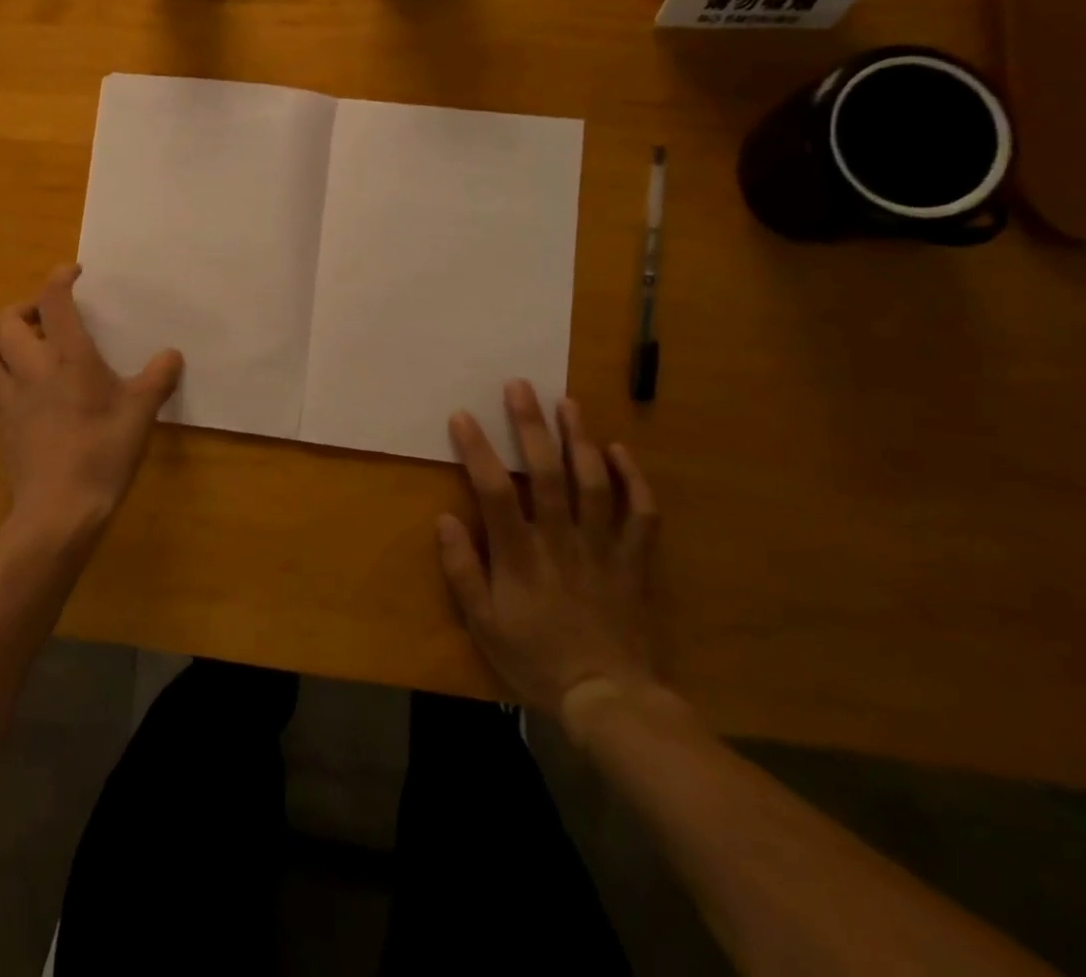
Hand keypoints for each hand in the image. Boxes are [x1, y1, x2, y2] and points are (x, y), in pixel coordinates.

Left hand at [0, 265, 183, 540]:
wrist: (56, 509)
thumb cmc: (102, 453)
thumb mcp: (140, 414)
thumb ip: (157, 379)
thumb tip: (172, 355)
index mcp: (67, 358)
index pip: (53, 301)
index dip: (59, 278)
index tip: (73, 273)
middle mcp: (31, 368)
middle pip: (4, 320)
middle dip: (23, 308)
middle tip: (47, 316)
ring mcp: (9, 397)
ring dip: (8, 341)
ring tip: (32, 349)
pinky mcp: (1, 424)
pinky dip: (6, 374)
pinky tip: (28, 391)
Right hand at [437, 380, 659, 720]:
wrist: (607, 698)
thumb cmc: (534, 658)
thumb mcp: (482, 623)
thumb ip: (462, 569)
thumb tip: (444, 518)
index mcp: (521, 555)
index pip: (495, 490)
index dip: (478, 450)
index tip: (463, 416)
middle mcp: (562, 540)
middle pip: (548, 473)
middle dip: (531, 426)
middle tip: (520, 386)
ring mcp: (602, 547)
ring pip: (595, 483)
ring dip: (581, 439)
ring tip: (567, 402)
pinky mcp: (633, 561)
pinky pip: (641, 515)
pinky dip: (634, 480)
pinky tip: (621, 450)